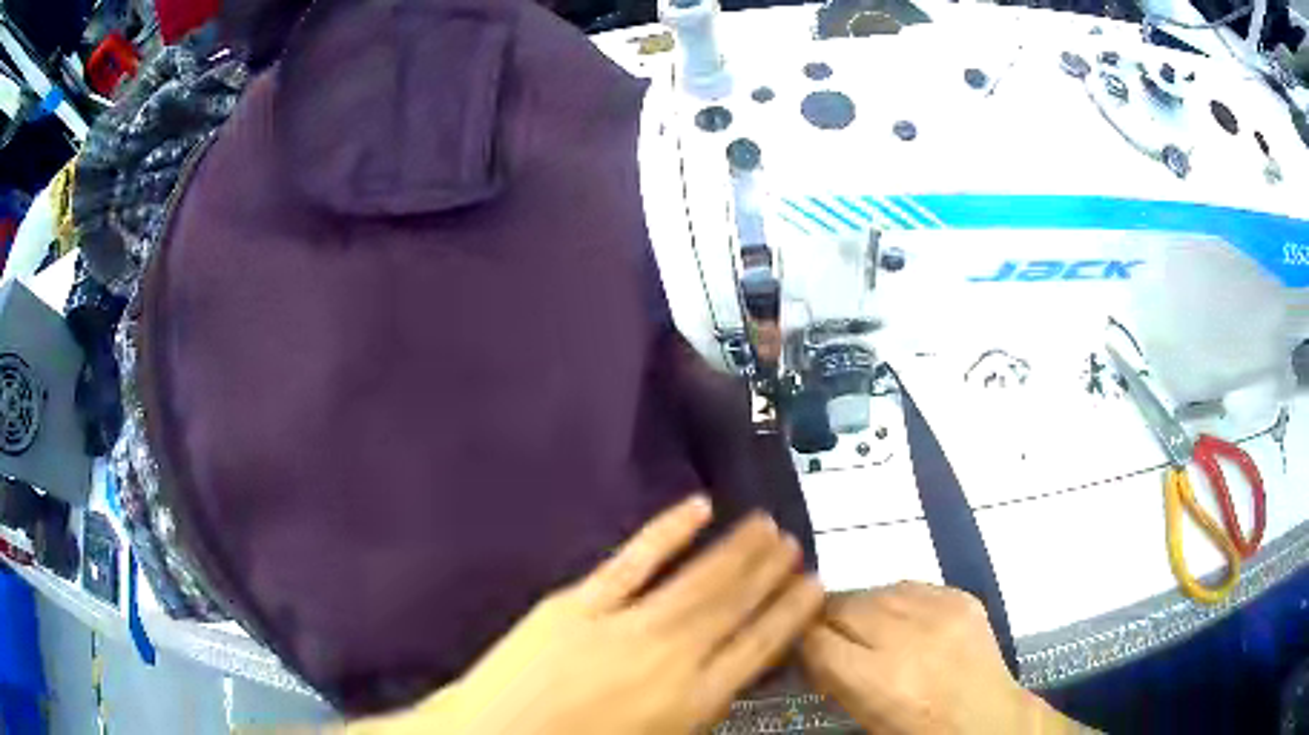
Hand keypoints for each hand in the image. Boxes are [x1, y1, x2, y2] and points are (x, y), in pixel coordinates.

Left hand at [351, 495, 823, 734]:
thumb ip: (699, 708)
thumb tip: (730, 673)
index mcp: (692, 701)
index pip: (759, 648)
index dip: (790, 614)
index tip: (815, 585)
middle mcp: (670, 657)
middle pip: (733, 606)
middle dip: (768, 572)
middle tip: (794, 541)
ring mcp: (622, 624)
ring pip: (695, 579)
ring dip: (734, 549)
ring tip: (765, 524)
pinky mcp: (577, 603)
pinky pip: (633, 560)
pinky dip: (667, 531)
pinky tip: (696, 507)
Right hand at [800, 582, 1080, 734]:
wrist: (987, 716)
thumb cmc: (919, 729)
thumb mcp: (866, 716)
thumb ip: (835, 678)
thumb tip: (810, 648)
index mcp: (878, 678)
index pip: (816, 638)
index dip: (802, 637)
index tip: (799, 640)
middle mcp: (906, 637)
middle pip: (843, 605)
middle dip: (830, 619)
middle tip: (830, 633)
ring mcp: (939, 611)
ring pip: (875, 590)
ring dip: (863, 607)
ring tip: (869, 627)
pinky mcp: (960, 596)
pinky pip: (911, 586)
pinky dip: (898, 601)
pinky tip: (903, 620)